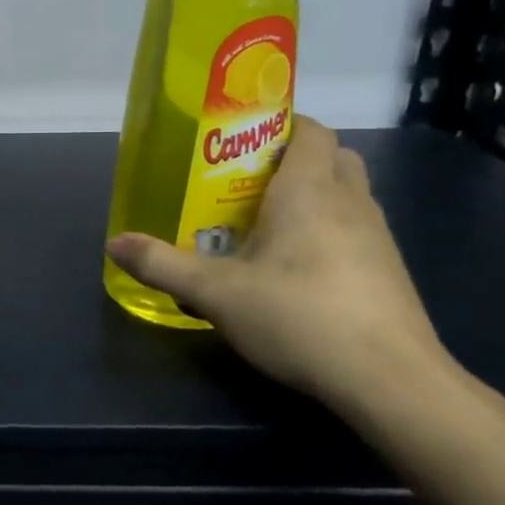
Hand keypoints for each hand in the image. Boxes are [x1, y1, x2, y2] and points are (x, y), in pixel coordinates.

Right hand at [105, 117, 447, 413]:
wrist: (390, 380)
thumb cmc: (299, 316)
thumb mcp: (216, 293)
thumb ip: (162, 265)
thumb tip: (114, 244)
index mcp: (309, 189)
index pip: (310, 130)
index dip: (281, 124)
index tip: (242, 140)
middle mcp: (350, 201)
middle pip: (331, 156)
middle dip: (295, 158)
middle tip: (248, 181)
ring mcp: (377, 236)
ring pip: (347, 193)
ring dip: (314, 196)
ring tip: (266, 225)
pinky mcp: (389, 271)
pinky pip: (356, 230)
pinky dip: (329, 231)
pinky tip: (297, 269)